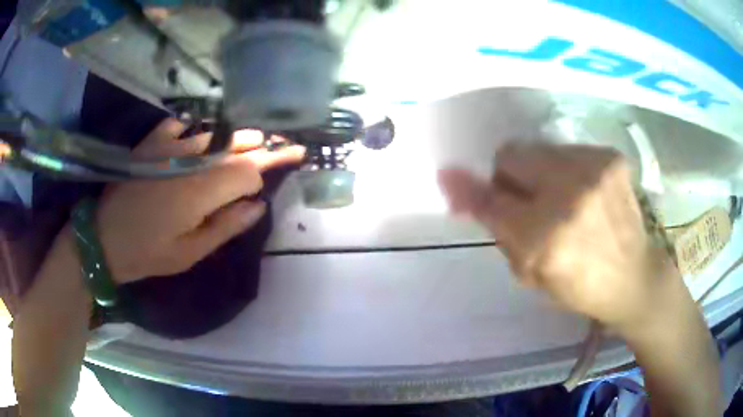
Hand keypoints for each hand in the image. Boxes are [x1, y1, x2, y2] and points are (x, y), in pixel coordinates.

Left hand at [95, 119, 304, 283]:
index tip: (296, 156)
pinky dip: (198, 131)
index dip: (274, 163)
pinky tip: (203, 137)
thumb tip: (258, 204)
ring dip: (237, 137)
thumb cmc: (147, 252)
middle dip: (264, 146)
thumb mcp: (190, 252)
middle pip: (236, 147)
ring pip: (215, 134)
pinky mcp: (152, 142)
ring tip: (254, 139)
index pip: (249, 169)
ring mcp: (168, 146)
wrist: (102, 237)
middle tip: (284, 145)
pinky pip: (184, 126)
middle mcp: (189, 160)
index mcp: (200, 190)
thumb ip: (227, 226)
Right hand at [438, 143, 677, 330]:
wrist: (634, 276)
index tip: (449, 175)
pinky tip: (585, 193)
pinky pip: (567, 150)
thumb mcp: (529, 272)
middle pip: (512, 155)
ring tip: (562, 199)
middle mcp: (568, 196)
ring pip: (538, 149)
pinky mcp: (610, 157)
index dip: (467, 188)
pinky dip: (566, 170)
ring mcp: (593, 170)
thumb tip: (457, 185)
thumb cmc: (578, 286)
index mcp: (545, 240)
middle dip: (509, 176)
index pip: (490, 199)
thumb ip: (497, 228)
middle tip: (527, 200)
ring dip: (540, 172)